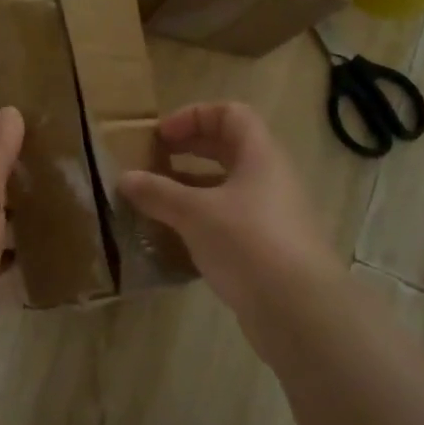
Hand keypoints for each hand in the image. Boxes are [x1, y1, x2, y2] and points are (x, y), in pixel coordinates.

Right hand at [118, 102, 344, 330]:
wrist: (299, 310)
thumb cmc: (248, 243)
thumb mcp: (195, 213)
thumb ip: (158, 193)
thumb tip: (125, 178)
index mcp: (259, 156)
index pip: (230, 114)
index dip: (193, 116)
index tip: (161, 137)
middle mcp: (268, 179)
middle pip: (227, 148)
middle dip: (188, 150)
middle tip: (153, 161)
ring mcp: (269, 215)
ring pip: (225, 187)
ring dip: (190, 188)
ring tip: (155, 200)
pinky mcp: (264, 248)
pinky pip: (227, 220)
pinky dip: (199, 220)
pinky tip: (173, 237)